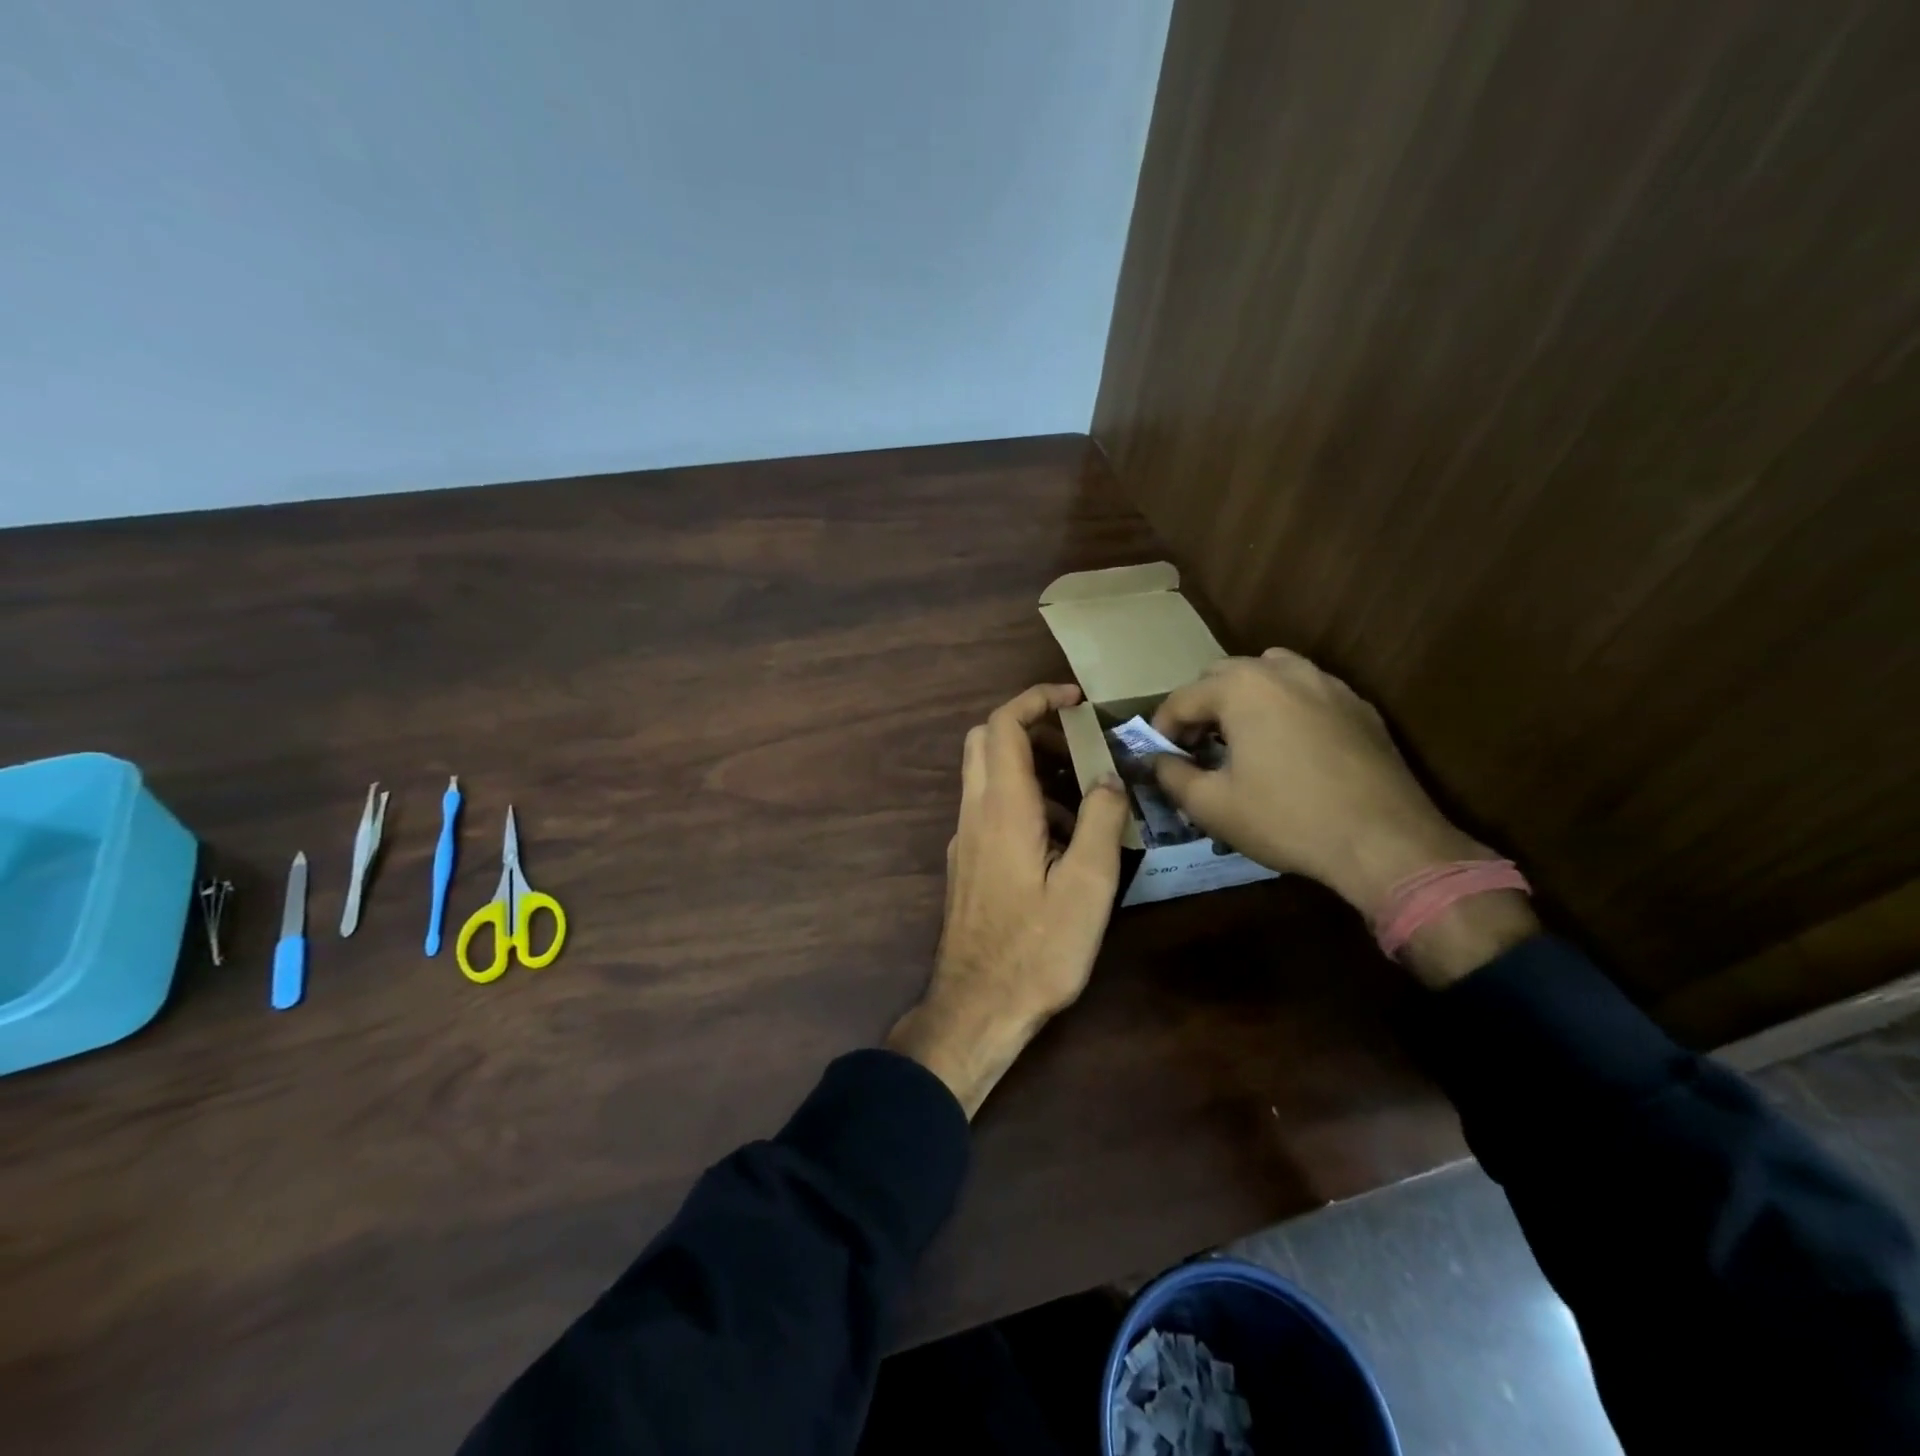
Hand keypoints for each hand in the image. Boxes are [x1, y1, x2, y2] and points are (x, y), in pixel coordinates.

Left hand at [887, 684, 1129, 1117]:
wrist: (978, 1005)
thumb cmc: (1037, 949)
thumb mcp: (1087, 886)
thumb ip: (1099, 822)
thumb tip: (1108, 778)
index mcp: (1002, 808)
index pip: (1004, 725)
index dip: (1036, 699)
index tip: (1076, 698)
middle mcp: (974, 813)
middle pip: (985, 740)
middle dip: (1030, 726)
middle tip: (1078, 742)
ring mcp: (963, 838)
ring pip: (985, 775)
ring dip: (1028, 766)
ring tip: (1082, 795)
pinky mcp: (965, 863)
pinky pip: (989, 808)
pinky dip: (1021, 799)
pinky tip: (1059, 839)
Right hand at [1150, 650, 1485, 925]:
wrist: (1383, 841)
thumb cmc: (1286, 819)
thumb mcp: (1211, 806)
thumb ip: (1171, 775)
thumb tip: (1156, 761)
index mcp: (1241, 687)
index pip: (1181, 698)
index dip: (1161, 729)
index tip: (1159, 758)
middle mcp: (1283, 671)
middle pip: (1223, 675)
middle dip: (1201, 707)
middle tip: (1196, 748)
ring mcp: (1327, 684)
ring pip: (1269, 673)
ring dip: (1244, 698)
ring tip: (1242, 738)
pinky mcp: (1359, 707)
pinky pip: (1308, 692)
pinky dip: (1285, 708)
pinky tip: (1289, 748)